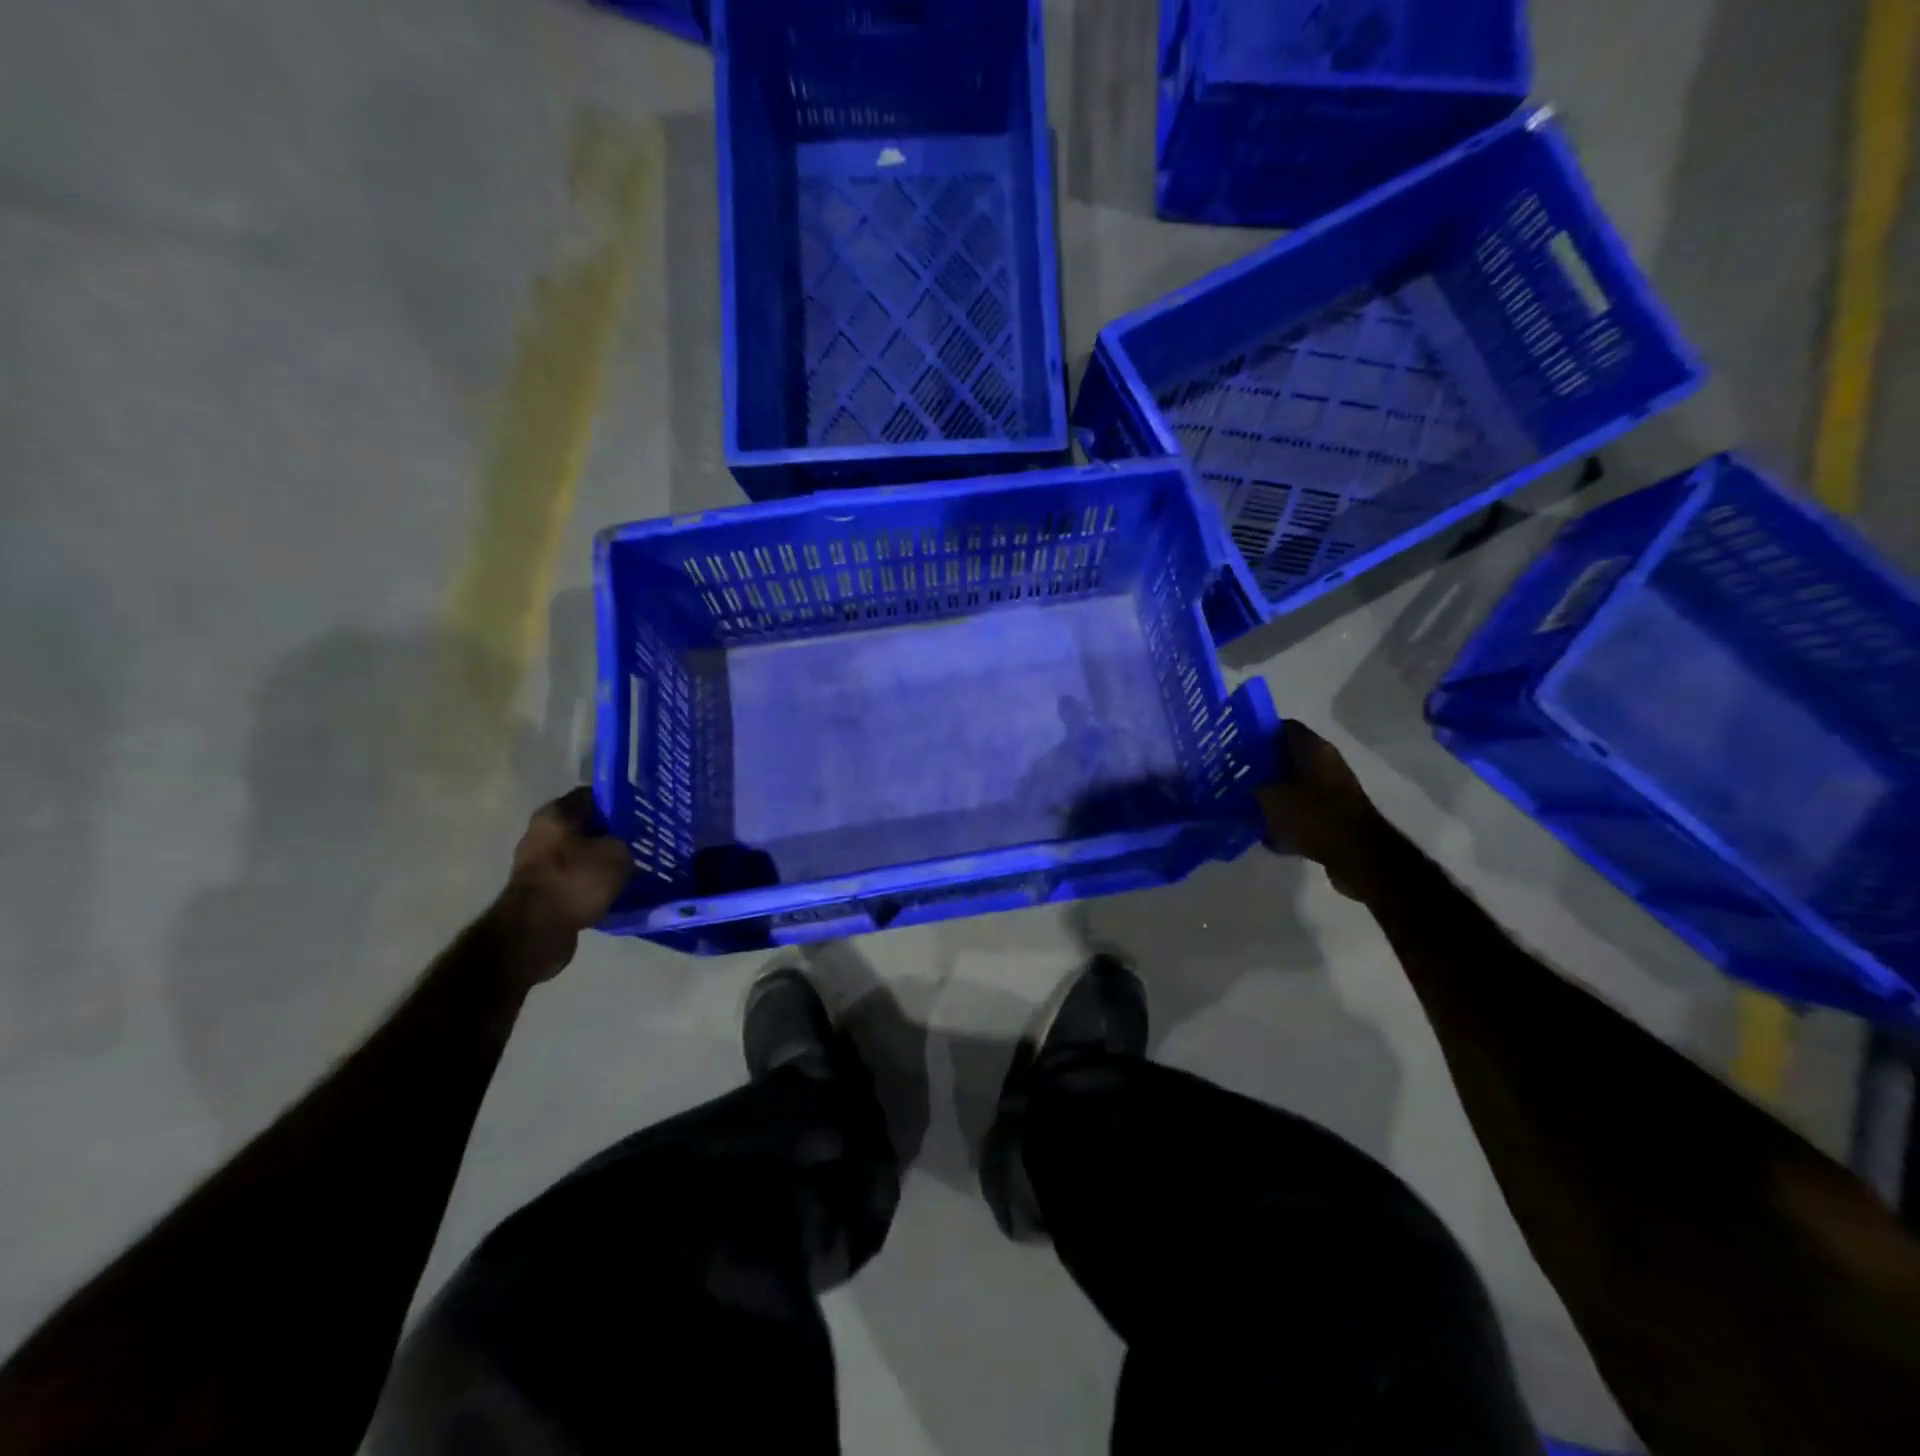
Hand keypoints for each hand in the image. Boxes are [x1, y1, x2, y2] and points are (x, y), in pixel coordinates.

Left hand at [492, 788, 633, 984]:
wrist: (536, 931)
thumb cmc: (575, 881)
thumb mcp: (618, 854)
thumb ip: (626, 842)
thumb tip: (626, 847)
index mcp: (555, 814)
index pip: (592, 796)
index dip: (619, 802)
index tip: (641, 813)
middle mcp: (541, 833)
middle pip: (585, 826)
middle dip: (612, 834)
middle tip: (640, 842)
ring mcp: (538, 863)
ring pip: (582, 854)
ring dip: (603, 861)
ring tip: (632, 869)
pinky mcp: (541, 890)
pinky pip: (575, 879)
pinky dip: (593, 884)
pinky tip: (615, 890)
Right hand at [1255, 721, 1392, 901]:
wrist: (1356, 854)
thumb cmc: (1312, 815)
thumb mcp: (1270, 797)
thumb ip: (1252, 786)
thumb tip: (1242, 782)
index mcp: (1313, 748)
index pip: (1282, 728)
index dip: (1258, 735)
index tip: (1236, 746)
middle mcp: (1327, 763)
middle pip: (1288, 758)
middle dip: (1263, 768)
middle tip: (1237, 778)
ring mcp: (1334, 790)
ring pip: (1295, 786)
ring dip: (1274, 796)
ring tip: (1248, 806)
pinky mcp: (1336, 816)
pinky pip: (1305, 812)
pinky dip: (1288, 820)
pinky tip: (1268, 835)